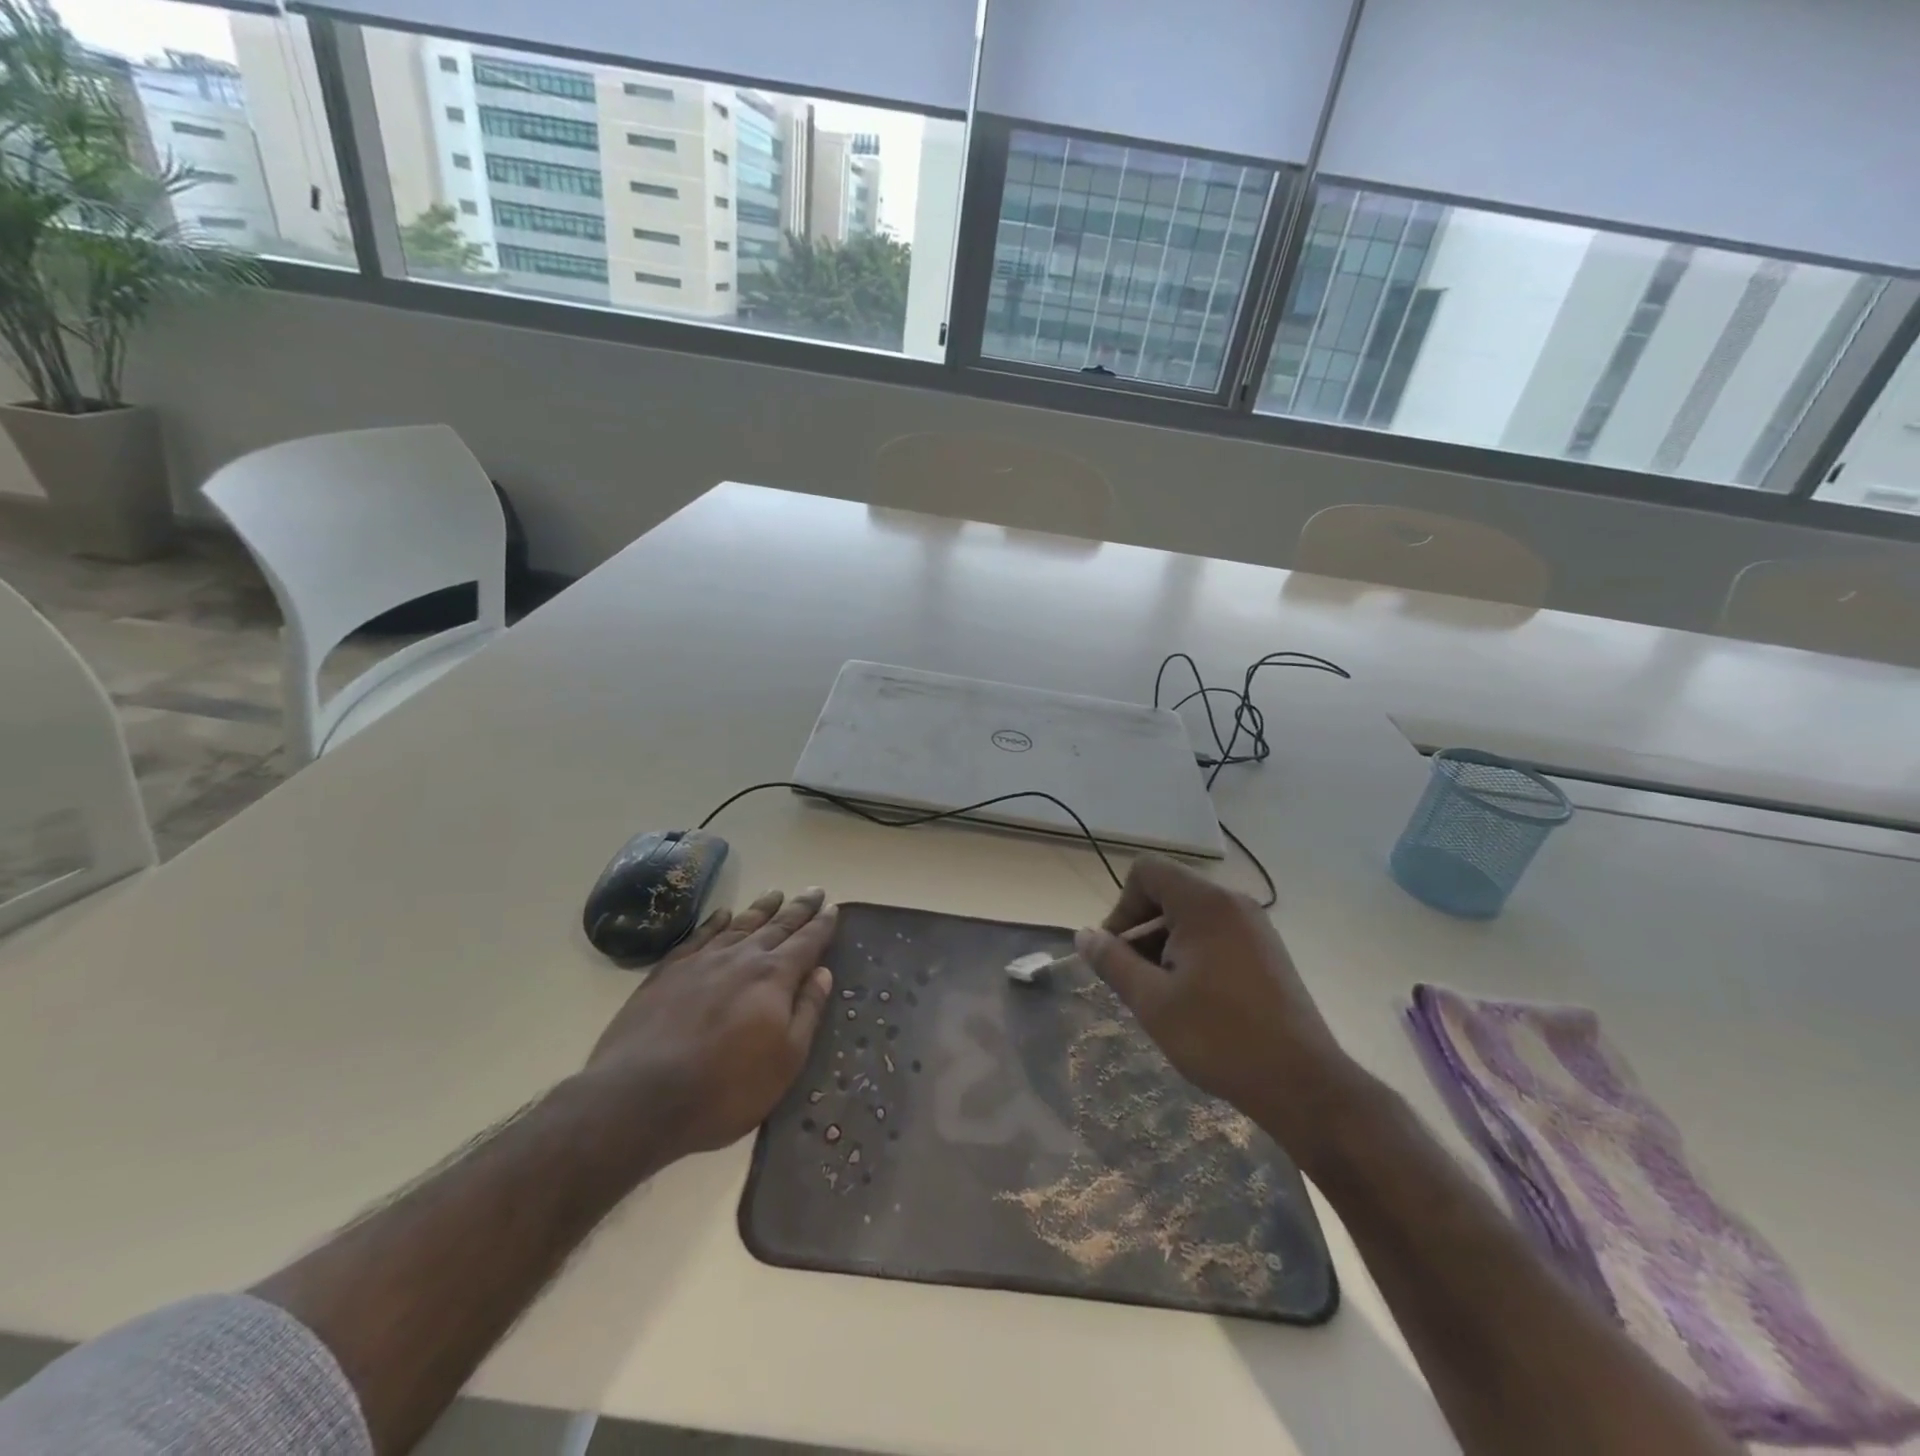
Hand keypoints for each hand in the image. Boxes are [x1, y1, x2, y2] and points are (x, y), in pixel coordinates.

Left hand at [584, 887, 836, 1164]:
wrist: (639, 1098)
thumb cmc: (725, 1088)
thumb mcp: (785, 1060)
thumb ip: (807, 1012)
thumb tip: (823, 973)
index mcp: (774, 977)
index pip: (806, 943)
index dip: (822, 926)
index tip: (833, 908)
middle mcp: (741, 958)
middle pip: (776, 926)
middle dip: (798, 909)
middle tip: (814, 891)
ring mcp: (701, 961)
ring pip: (739, 925)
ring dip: (761, 909)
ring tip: (775, 894)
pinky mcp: (666, 973)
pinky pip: (698, 936)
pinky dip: (714, 922)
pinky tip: (722, 915)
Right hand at [1074, 857, 1368, 1160]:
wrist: (1302, 1084)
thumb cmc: (1219, 1037)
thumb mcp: (1152, 1001)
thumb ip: (1112, 961)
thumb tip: (1083, 935)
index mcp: (1205, 904)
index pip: (1146, 872)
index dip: (1122, 907)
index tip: (1119, 954)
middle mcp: (1233, 903)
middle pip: (1169, 893)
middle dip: (1142, 932)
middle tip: (1137, 982)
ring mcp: (1256, 927)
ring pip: (1192, 917)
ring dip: (1166, 946)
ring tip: (1165, 997)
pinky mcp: (1268, 952)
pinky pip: (1217, 935)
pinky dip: (1194, 955)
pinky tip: (1195, 1002)